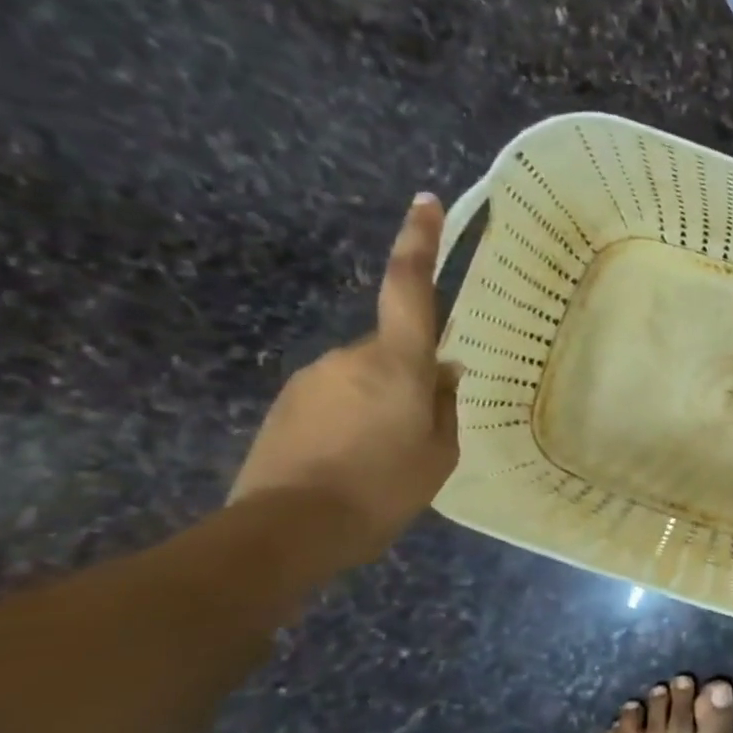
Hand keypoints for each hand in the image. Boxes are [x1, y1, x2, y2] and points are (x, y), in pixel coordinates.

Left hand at [229, 194, 459, 563]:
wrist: (288, 530)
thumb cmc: (384, 489)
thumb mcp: (440, 452)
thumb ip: (445, 405)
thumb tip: (445, 373)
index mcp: (398, 363)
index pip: (409, 287)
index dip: (418, 242)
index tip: (424, 202)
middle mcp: (350, 356)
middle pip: (393, 348)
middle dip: (411, 376)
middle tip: (423, 429)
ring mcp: (312, 378)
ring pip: (365, 376)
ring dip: (381, 403)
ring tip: (386, 457)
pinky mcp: (287, 404)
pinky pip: (337, 397)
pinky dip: (353, 419)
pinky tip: (355, 461)